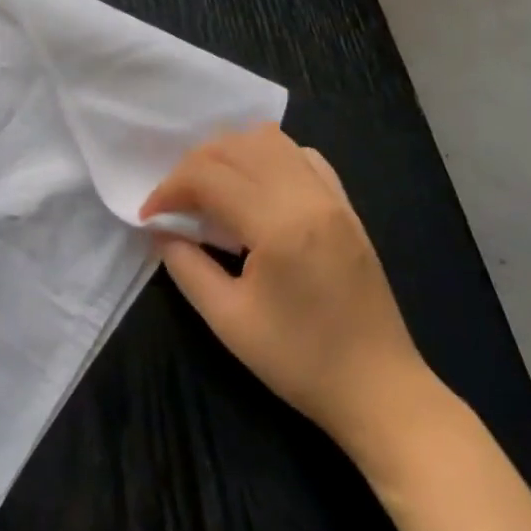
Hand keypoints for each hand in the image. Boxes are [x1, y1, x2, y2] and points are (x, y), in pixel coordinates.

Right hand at [141, 125, 440, 467]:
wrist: (380, 389)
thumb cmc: (300, 361)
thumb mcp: (228, 320)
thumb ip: (186, 266)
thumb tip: (161, 231)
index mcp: (279, 224)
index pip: (209, 175)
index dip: (169, 189)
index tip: (150, 216)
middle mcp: (308, 195)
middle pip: (236, 146)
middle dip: (193, 165)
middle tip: (175, 202)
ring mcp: (333, 196)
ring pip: (270, 140)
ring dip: (230, 154)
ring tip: (211, 189)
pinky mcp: (346, 206)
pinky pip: (301, 156)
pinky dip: (268, 157)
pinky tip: (255, 189)